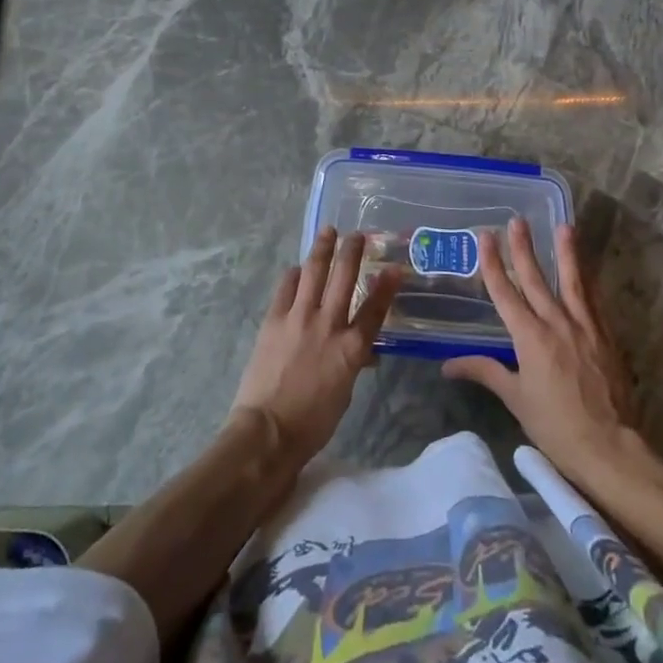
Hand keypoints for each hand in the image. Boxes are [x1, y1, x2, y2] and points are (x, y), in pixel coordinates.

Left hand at [230, 229, 400, 467]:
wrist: (268, 430)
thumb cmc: (313, 421)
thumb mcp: (345, 391)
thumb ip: (353, 362)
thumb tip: (363, 351)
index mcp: (351, 348)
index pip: (375, 308)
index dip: (386, 285)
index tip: (394, 266)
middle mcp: (328, 325)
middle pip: (344, 278)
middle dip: (353, 252)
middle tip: (358, 235)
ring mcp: (299, 318)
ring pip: (314, 273)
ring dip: (322, 249)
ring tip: (328, 231)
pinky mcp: (274, 319)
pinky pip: (286, 287)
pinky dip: (293, 275)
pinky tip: (296, 269)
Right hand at [444, 218, 640, 477]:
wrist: (609, 447)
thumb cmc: (555, 426)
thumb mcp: (515, 399)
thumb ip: (485, 372)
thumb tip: (447, 365)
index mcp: (530, 337)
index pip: (505, 292)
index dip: (493, 263)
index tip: (485, 237)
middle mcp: (556, 323)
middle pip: (536, 278)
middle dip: (524, 248)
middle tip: (517, 221)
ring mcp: (585, 327)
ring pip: (573, 282)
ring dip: (566, 252)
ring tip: (564, 226)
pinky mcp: (606, 337)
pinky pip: (594, 301)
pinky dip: (588, 281)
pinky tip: (587, 270)